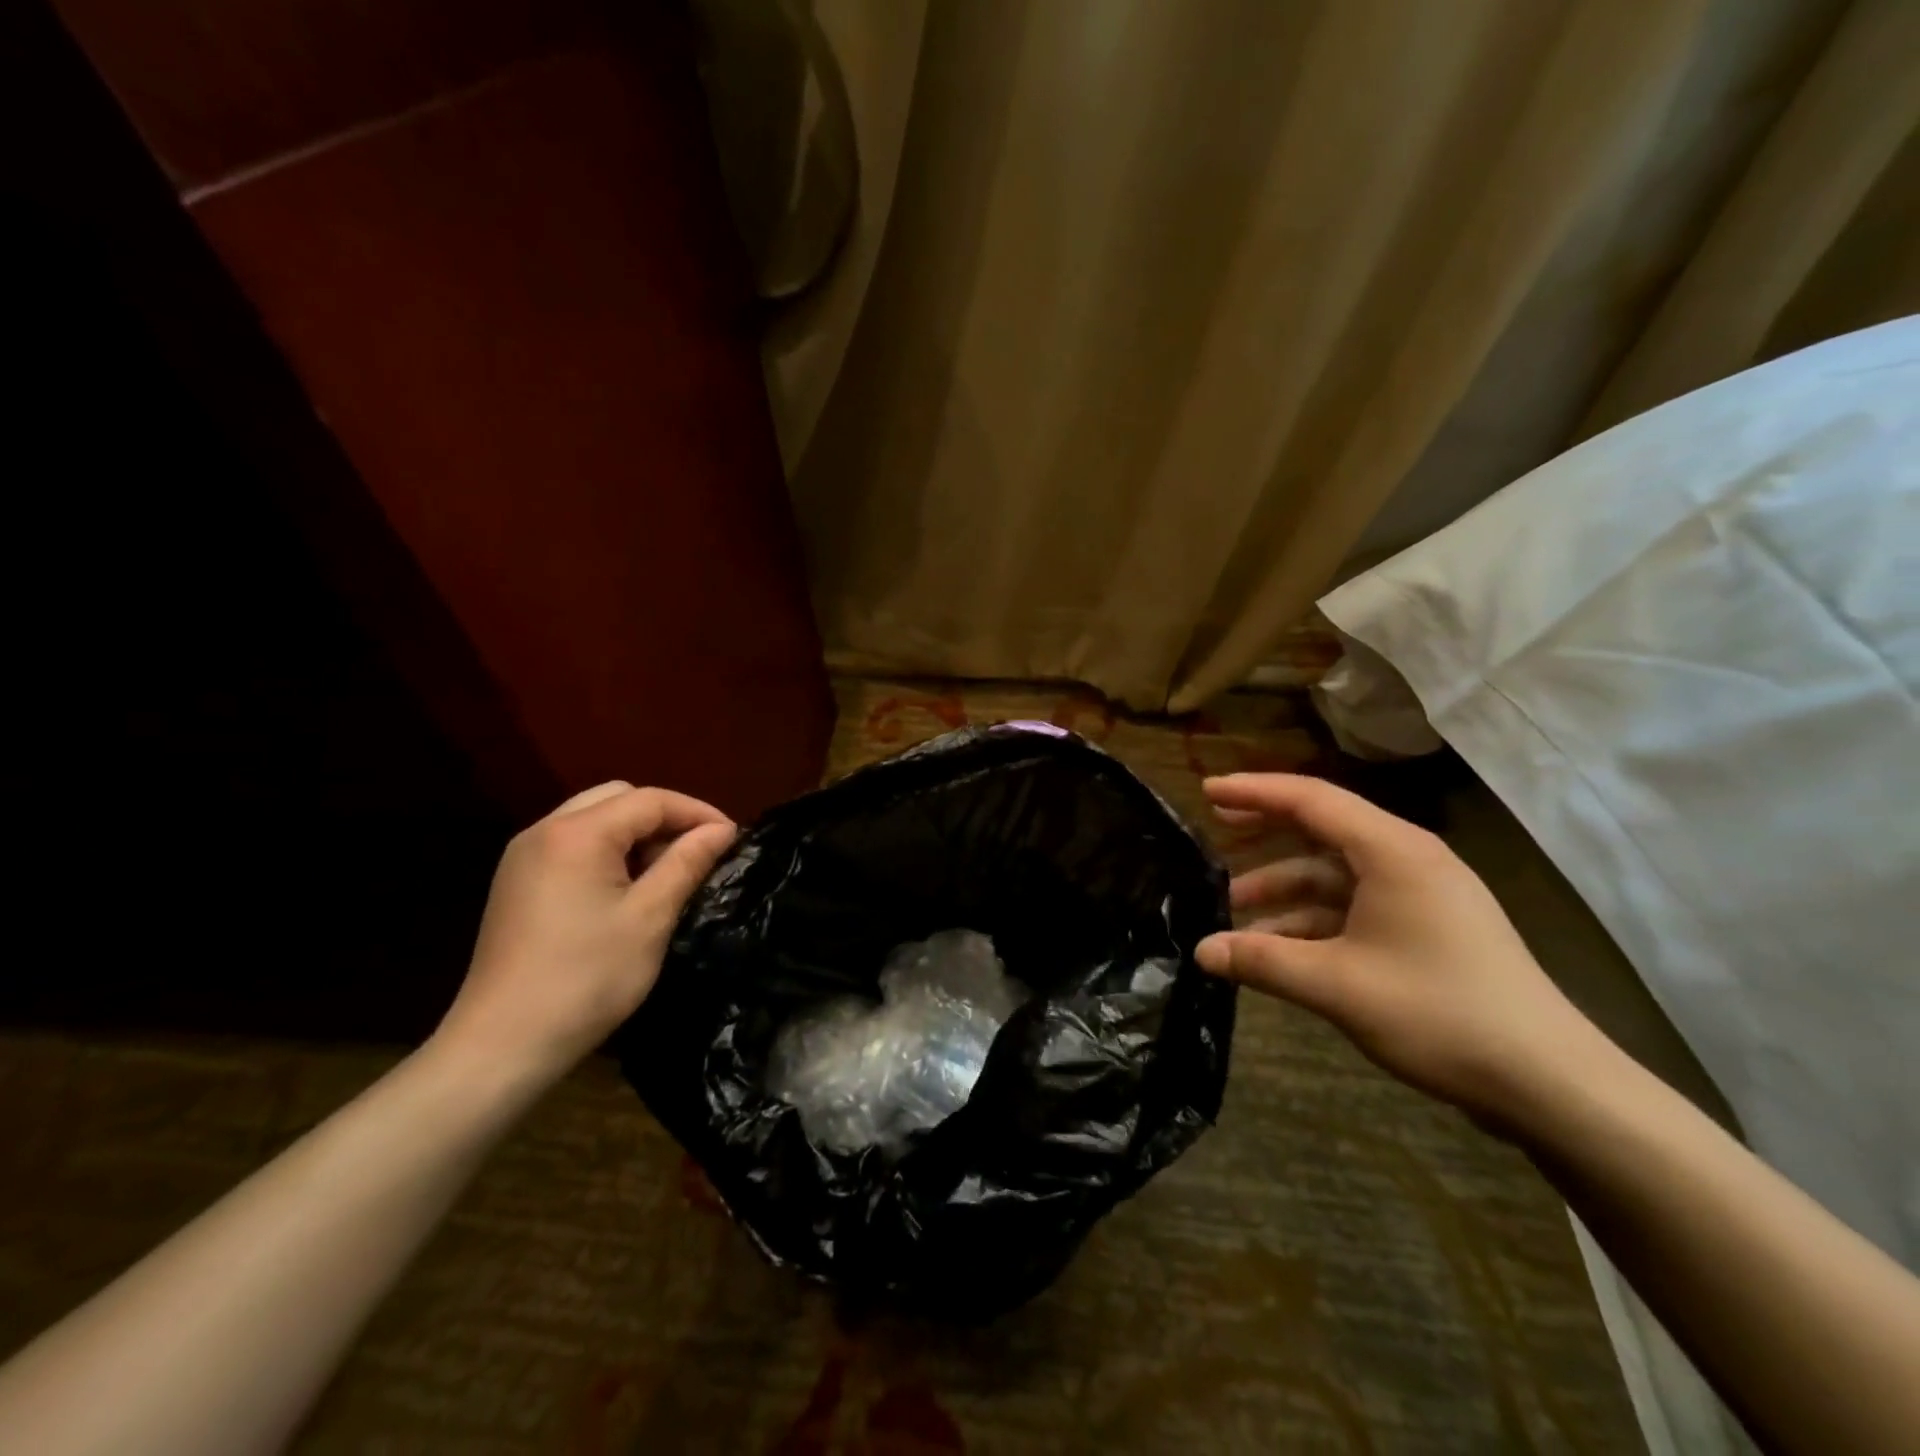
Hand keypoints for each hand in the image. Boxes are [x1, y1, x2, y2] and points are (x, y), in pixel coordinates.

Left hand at [432, 782, 735, 1086]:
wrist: (502, 1045)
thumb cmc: (587, 979)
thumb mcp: (650, 918)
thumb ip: (687, 862)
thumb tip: (722, 830)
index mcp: (577, 834)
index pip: (649, 800)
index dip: (697, 812)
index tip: (732, 837)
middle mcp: (544, 830)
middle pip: (619, 798)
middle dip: (664, 818)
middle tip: (696, 852)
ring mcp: (524, 856)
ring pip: (594, 818)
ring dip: (636, 834)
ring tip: (666, 872)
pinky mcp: (516, 882)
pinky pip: (572, 844)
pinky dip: (608, 851)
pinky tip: (625, 889)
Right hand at [1196, 773, 1611, 1124]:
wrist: (1549, 1083)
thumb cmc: (1438, 1013)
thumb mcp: (1336, 985)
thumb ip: (1261, 961)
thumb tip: (1200, 950)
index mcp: (1392, 851)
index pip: (1310, 799)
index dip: (1253, 792)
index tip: (1205, 792)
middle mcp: (1408, 860)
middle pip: (1322, 829)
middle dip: (1265, 834)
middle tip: (1213, 835)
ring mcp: (1421, 896)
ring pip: (1335, 875)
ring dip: (1284, 889)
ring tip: (1234, 913)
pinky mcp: (1428, 930)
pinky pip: (1354, 907)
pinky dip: (1313, 919)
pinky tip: (1279, 950)